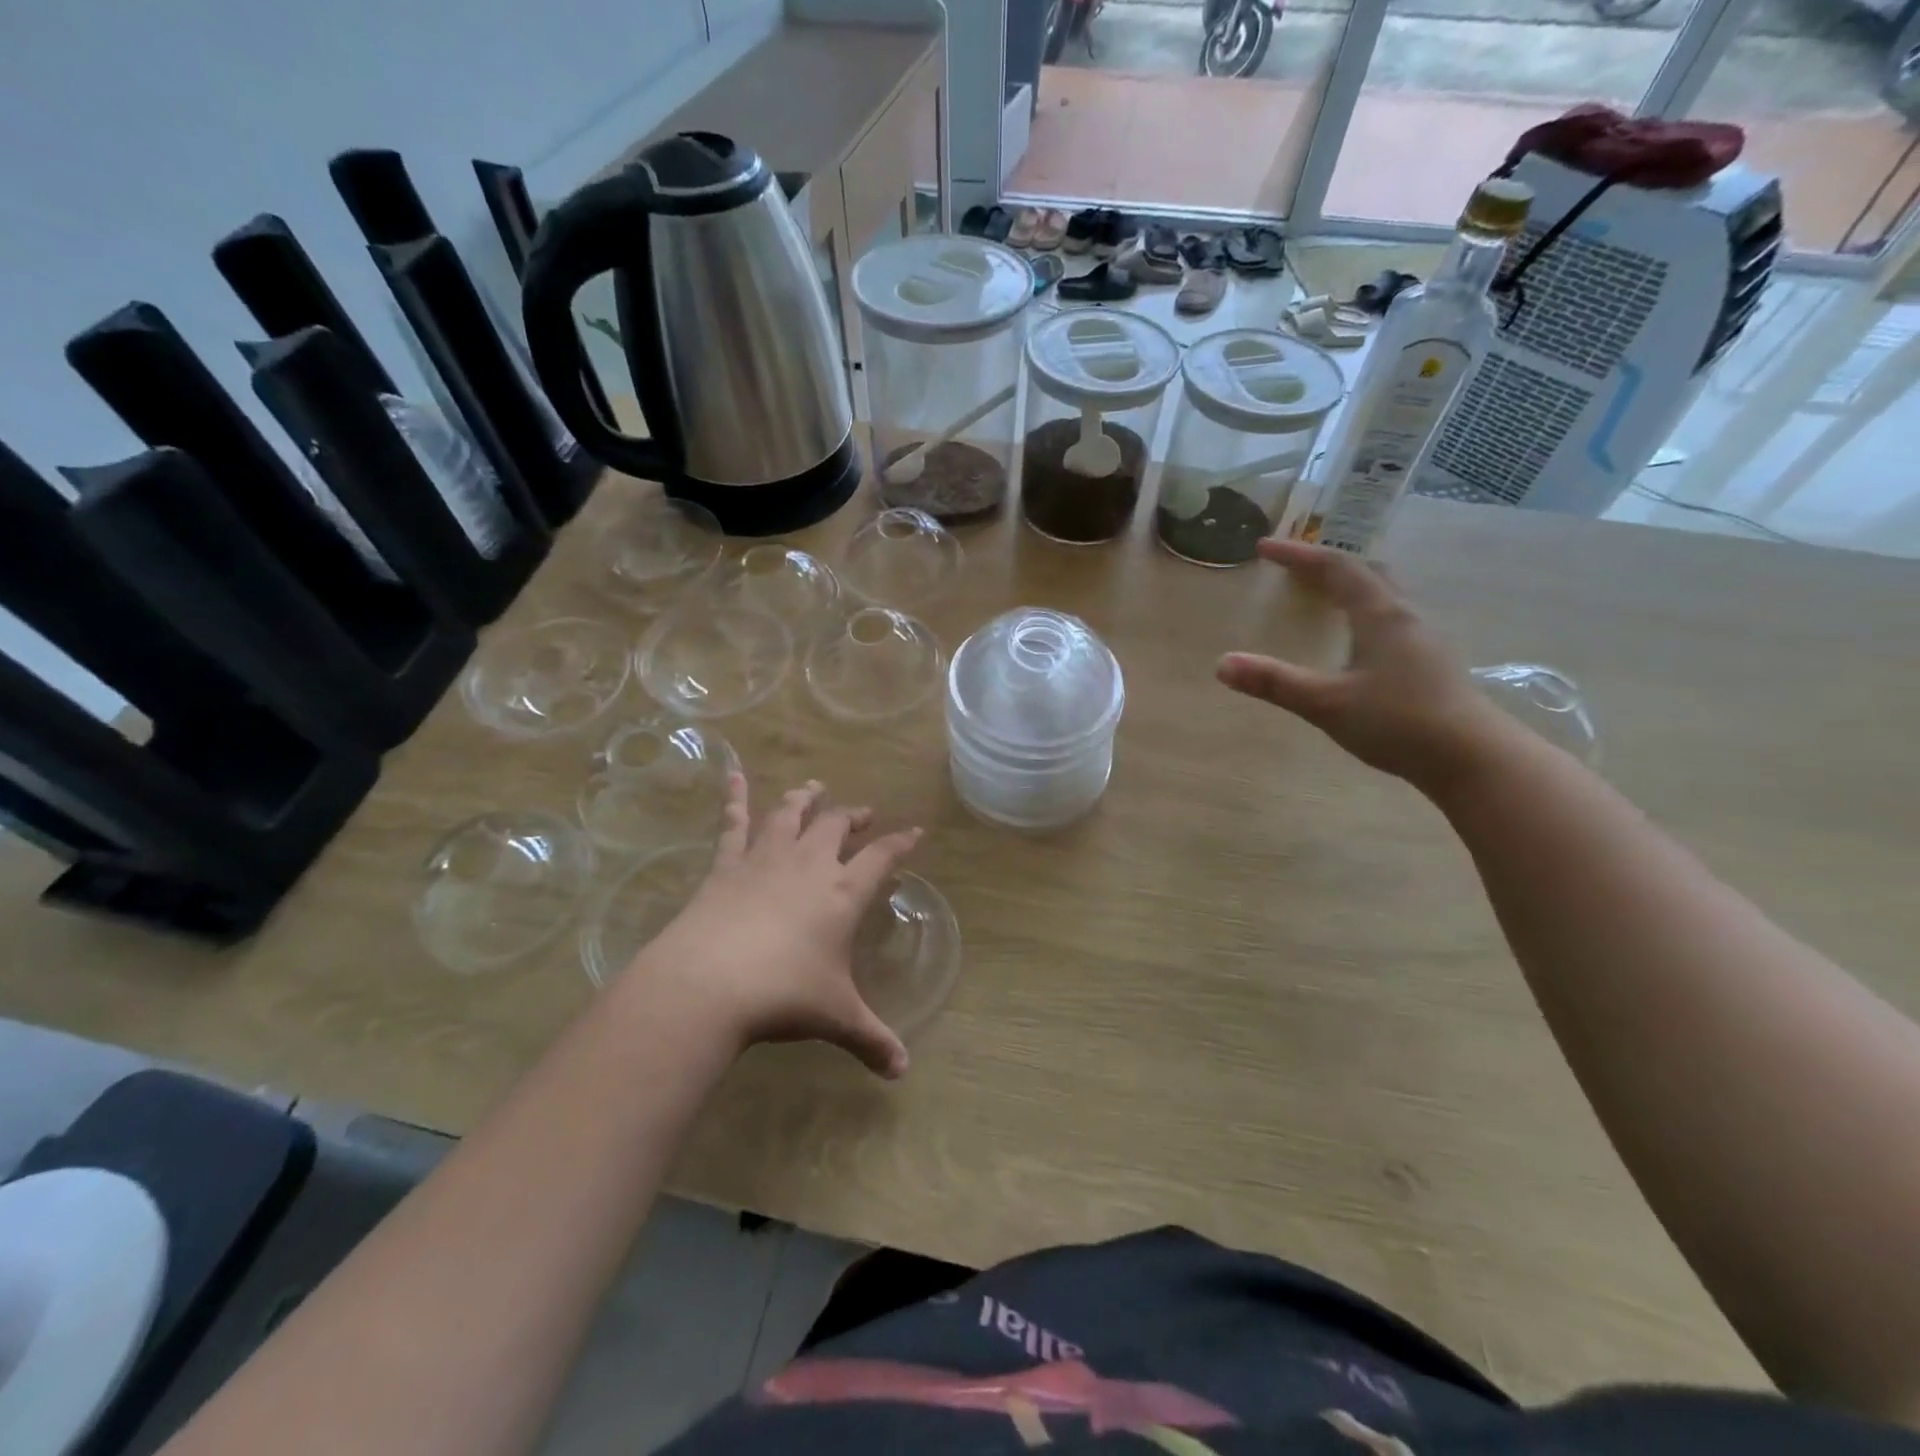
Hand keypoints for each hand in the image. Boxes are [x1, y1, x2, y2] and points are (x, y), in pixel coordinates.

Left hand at [622, 777, 920, 1078]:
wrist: (709, 983)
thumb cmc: (783, 996)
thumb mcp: (835, 1018)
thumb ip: (871, 1040)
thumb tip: (902, 1073)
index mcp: (842, 893)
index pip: (881, 856)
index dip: (900, 842)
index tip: (915, 831)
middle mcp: (809, 865)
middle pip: (836, 826)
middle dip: (853, 817)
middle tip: (862, 814)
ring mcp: (765, 859)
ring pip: (791, 815)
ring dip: (805, 798)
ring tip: (814, 787)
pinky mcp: (726, 865)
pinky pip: (733, 823)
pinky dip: (735, 797)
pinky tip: (733, 773)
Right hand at [1215, 538, 1512, 790]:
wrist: (1472, 758)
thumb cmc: (1398, 722)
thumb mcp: (1326, 703)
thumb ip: (1274, 682)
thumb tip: (1222, 664)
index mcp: (1380, 615)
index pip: (1335, 568)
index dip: (1298, 555)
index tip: (1264, 547)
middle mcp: (1405, 617)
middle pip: (1366, 573)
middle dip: (1326, 564)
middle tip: (1294, 568)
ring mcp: (1423, 639)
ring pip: (1383, 595)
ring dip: (1350, 586)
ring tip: (1323, 595)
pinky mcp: (1430, 662)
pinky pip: (1391, 619)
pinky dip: (1364, 611)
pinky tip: (1357, 638)